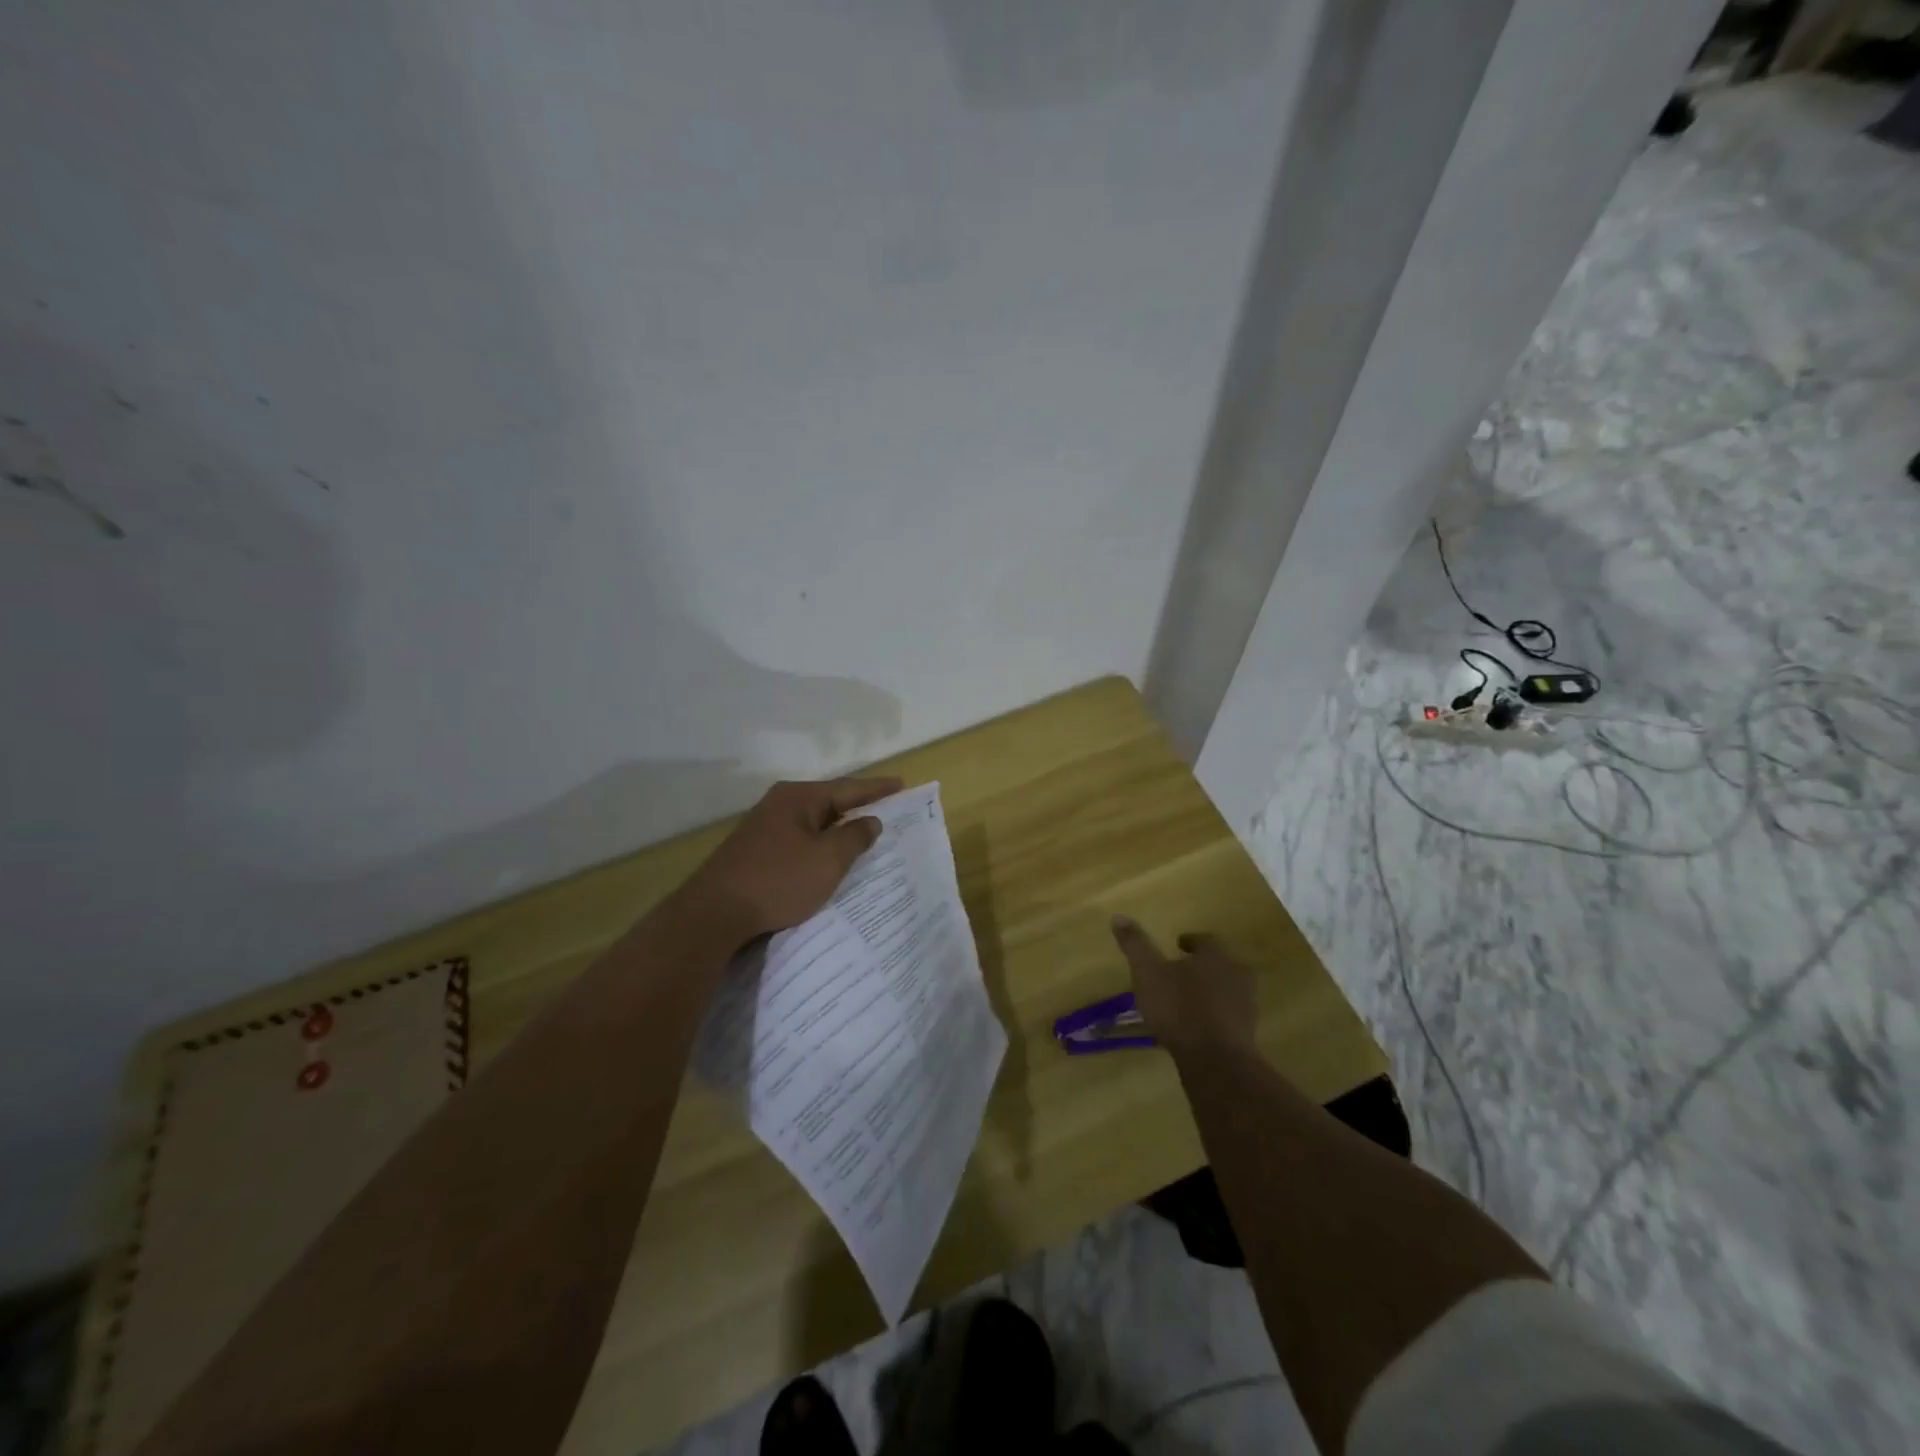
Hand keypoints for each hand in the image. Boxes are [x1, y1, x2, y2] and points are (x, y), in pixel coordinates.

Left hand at [681, 777, 902, 946]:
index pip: (848, 788)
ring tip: (864, 833)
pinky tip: (828, 855)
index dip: (877, 789)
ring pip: (812, 822)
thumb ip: (854, 837)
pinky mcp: (755, 849)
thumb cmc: (778, 881)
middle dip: (857, 807)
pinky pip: (798, 839)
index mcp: (799, 798)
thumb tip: (870, 820)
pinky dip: (819, 843)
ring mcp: (764, 826)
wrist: (714, 913)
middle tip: (887, 810)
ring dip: (837, 828)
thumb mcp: (827, 860)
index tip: (902, 785)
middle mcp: (780, 804)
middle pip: (829, 802)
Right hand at [1109, 917, 1258, 1053]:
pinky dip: (1216, 1016)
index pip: (1206, 940)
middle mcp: (1237, 975)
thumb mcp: (1148, 973)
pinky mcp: (1247, 1034)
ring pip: (1228, 990)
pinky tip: (1198, 1026)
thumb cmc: (1178, 1008)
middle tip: (1185, 971)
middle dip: (1203, 966)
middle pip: (1221, 964)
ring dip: (1211, 991)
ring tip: (1189, 1000)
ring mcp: (1246, 1006)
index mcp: (1216, 956)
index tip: (1178, 944)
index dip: (1191, 941)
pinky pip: (1229, 1017)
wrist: (1215, 1060)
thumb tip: (1119, 916)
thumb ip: (1135, 945)